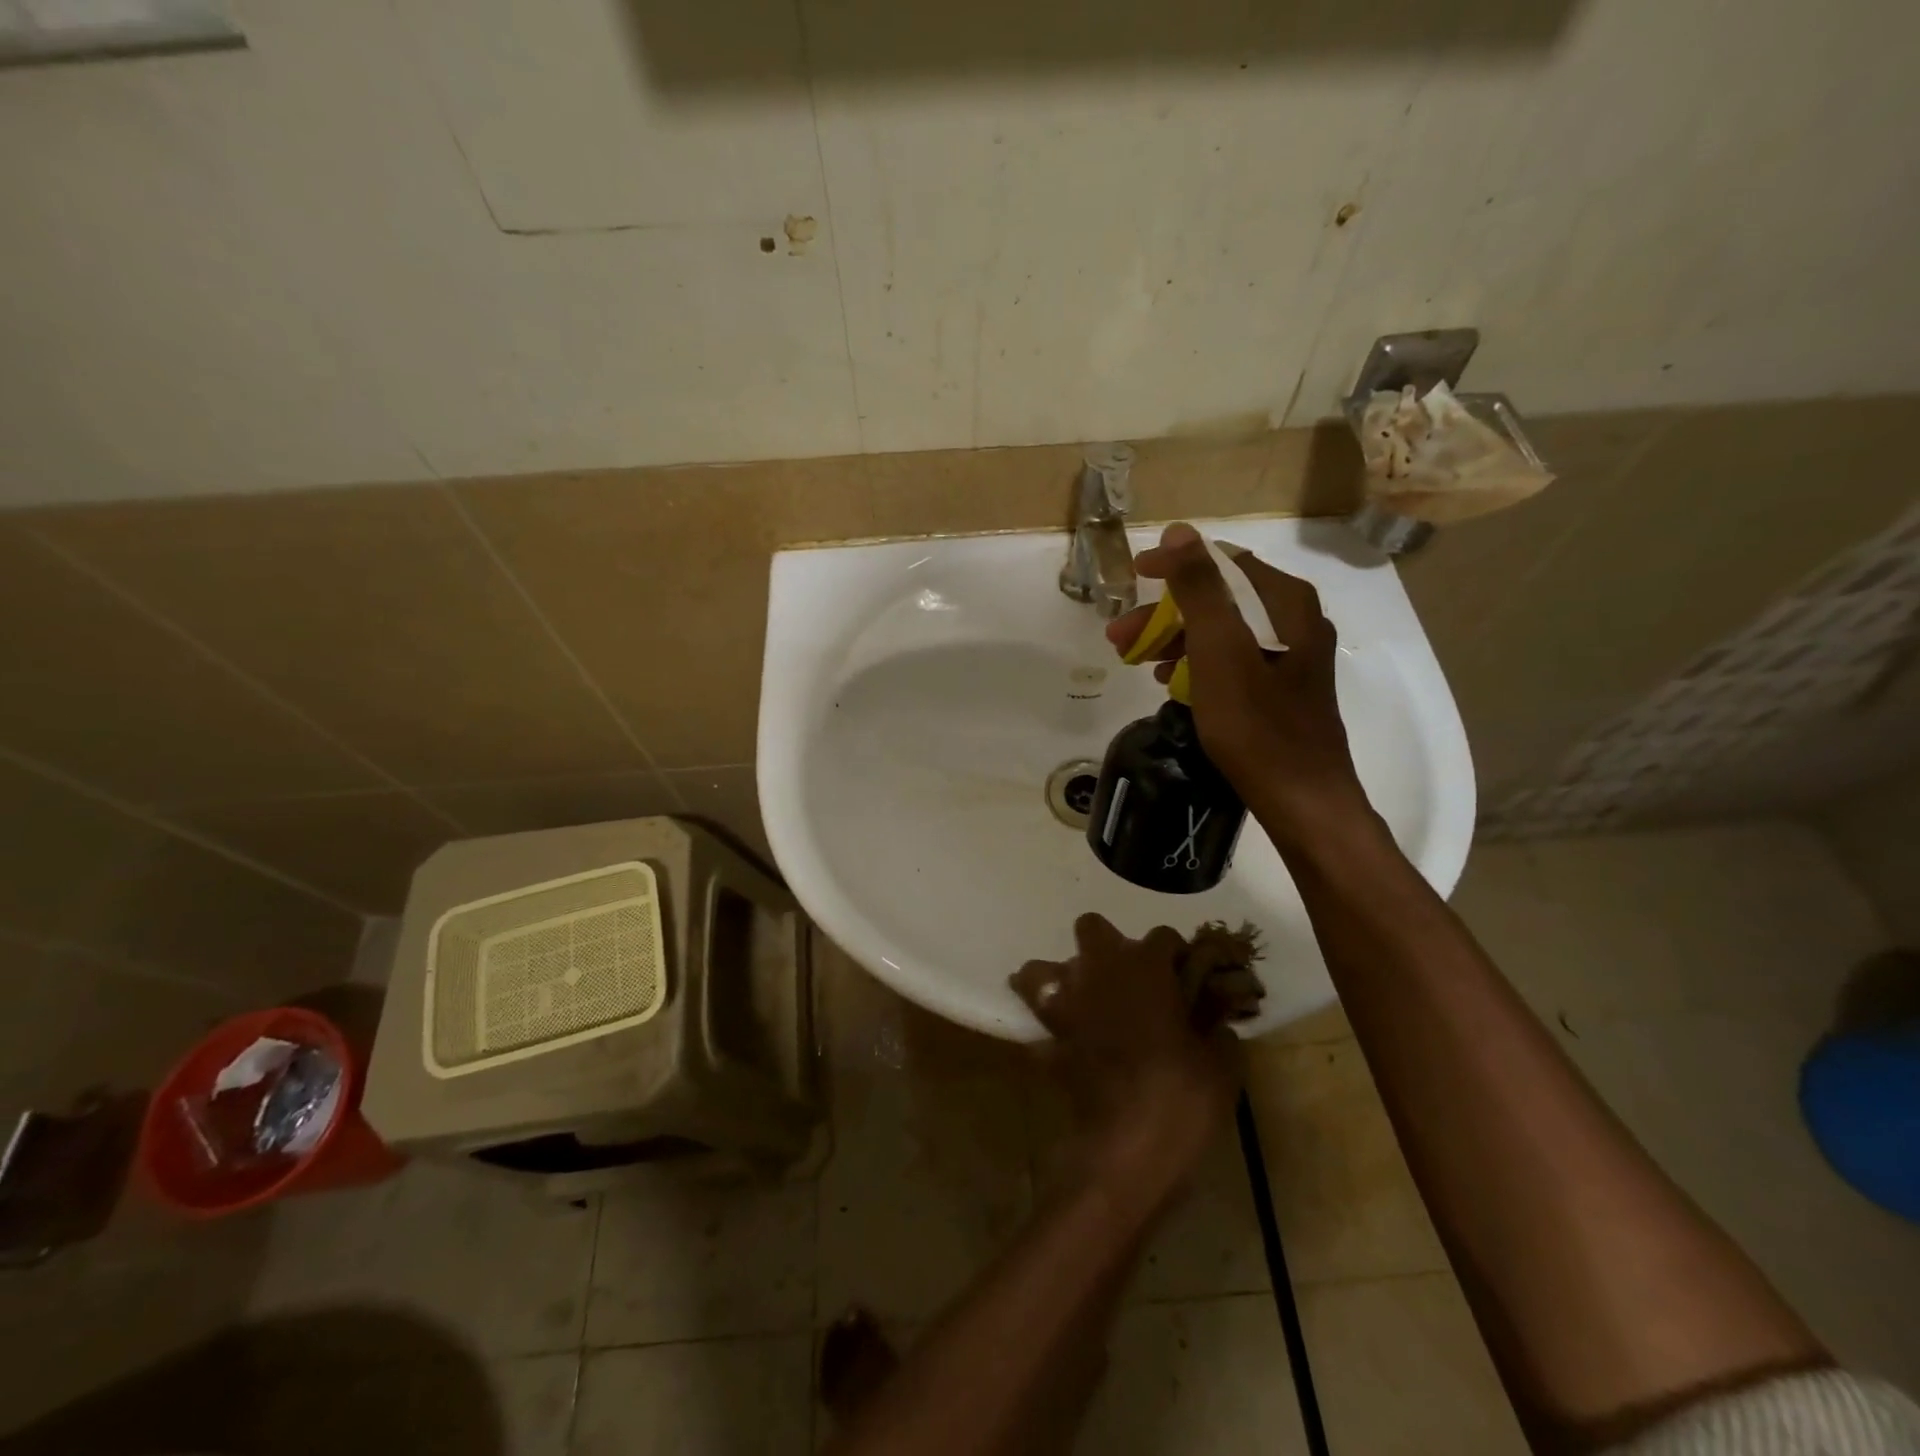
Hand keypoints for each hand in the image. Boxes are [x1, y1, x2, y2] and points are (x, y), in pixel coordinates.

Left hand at [1010, 914, 1240, 1205]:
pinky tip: (1067, 1043)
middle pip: (1092, 928)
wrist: (1129, 1146)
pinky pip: (1039, 1021)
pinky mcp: (1047, 1038)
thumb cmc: (1182, 1095)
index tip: (1186, 977)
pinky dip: (1050, 1027)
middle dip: (1108, 946)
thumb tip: (1214, 1019)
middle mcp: (1098, 971)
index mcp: (1144, 966)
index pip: (1162, 936)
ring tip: (1083, 1001)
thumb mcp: (1221, 1062)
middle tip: (1130, 981)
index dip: (1176, 955)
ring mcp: (1066, 1002)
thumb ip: (1216, 1027)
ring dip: (1060, 978)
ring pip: (1040, 969)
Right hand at [1106, 521, 1366, 831]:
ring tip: (1135, 661)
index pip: (1223, 562)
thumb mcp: (1218, 651)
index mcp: (1284, 602)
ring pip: (1222, 631)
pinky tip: (1169, 682)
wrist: (1302, 797)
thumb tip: (1180, 531)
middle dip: (1165, 612)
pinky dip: (1196, 663)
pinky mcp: (1284, 686)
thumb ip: (1199, 588)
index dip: (1174, 564)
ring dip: (1175, 639)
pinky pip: (1232, 659)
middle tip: (1119, 636)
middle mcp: (1295, 619)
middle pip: (1220, 599)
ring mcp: (1292, 655)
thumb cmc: (1256, 724)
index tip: (1134, 575)